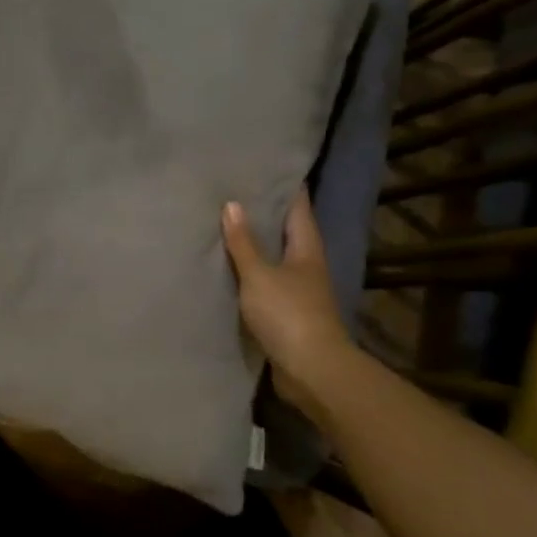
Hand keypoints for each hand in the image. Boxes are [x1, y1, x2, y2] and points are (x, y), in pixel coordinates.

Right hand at [221, 189, 356, 409]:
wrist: (311, 370)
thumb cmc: (288, 314)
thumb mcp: (260, 275)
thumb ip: (244, 243)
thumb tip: (232, 204)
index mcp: (307, 248)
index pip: (298, 207)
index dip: (285, 186)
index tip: (265, 166)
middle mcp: (306, 265)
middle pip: (286, 231)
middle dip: (265, 213)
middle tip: (234, 191)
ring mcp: (298, 290)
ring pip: (275, 258)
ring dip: (255, 244)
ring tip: (224, 225)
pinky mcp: (287, 313)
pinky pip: (265, 283)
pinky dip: (249, 272)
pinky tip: (227, 268)